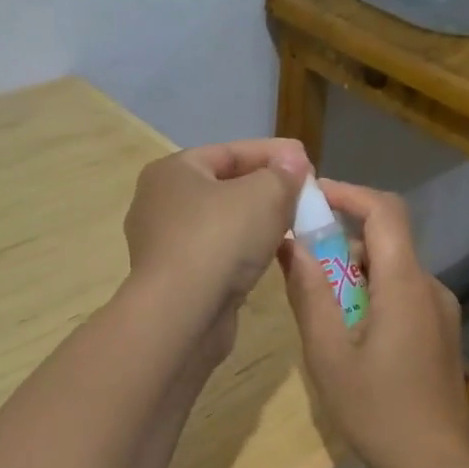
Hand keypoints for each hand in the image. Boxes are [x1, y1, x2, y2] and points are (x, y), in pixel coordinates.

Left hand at [123, 139, 310, 319]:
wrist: (182, 315)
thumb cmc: (219, 239)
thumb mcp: (264, 195)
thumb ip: (283, 174)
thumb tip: (294, 161)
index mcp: (172, 172)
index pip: (229, 152)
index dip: (272, 154)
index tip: (307, 162)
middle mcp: (160, 204)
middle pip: (224, 187)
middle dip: (266, 188)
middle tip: (304, 195)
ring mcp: (164, 245)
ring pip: (221, 224)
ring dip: (257, 222)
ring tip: (295, 224)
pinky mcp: (175, 280)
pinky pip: (217, 254)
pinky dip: (244, 251)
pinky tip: (270, 256)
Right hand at [278, 180, 468, 467]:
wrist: (438, 467)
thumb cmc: (378, 411)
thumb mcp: (328, 354)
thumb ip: (309, 293)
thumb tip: (291, 244)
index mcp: (405, 284)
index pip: (384, 210)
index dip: (348, 193)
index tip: (309, 196)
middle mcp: (429, 287)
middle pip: (384, 241)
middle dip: (338, 242)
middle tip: (298, 266)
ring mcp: (439, 310)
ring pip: (390, 270)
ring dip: (351, 274)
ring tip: (316, 310)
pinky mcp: (440, 332)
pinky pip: (400, 294)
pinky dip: (368, 295)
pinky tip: (345, 335)